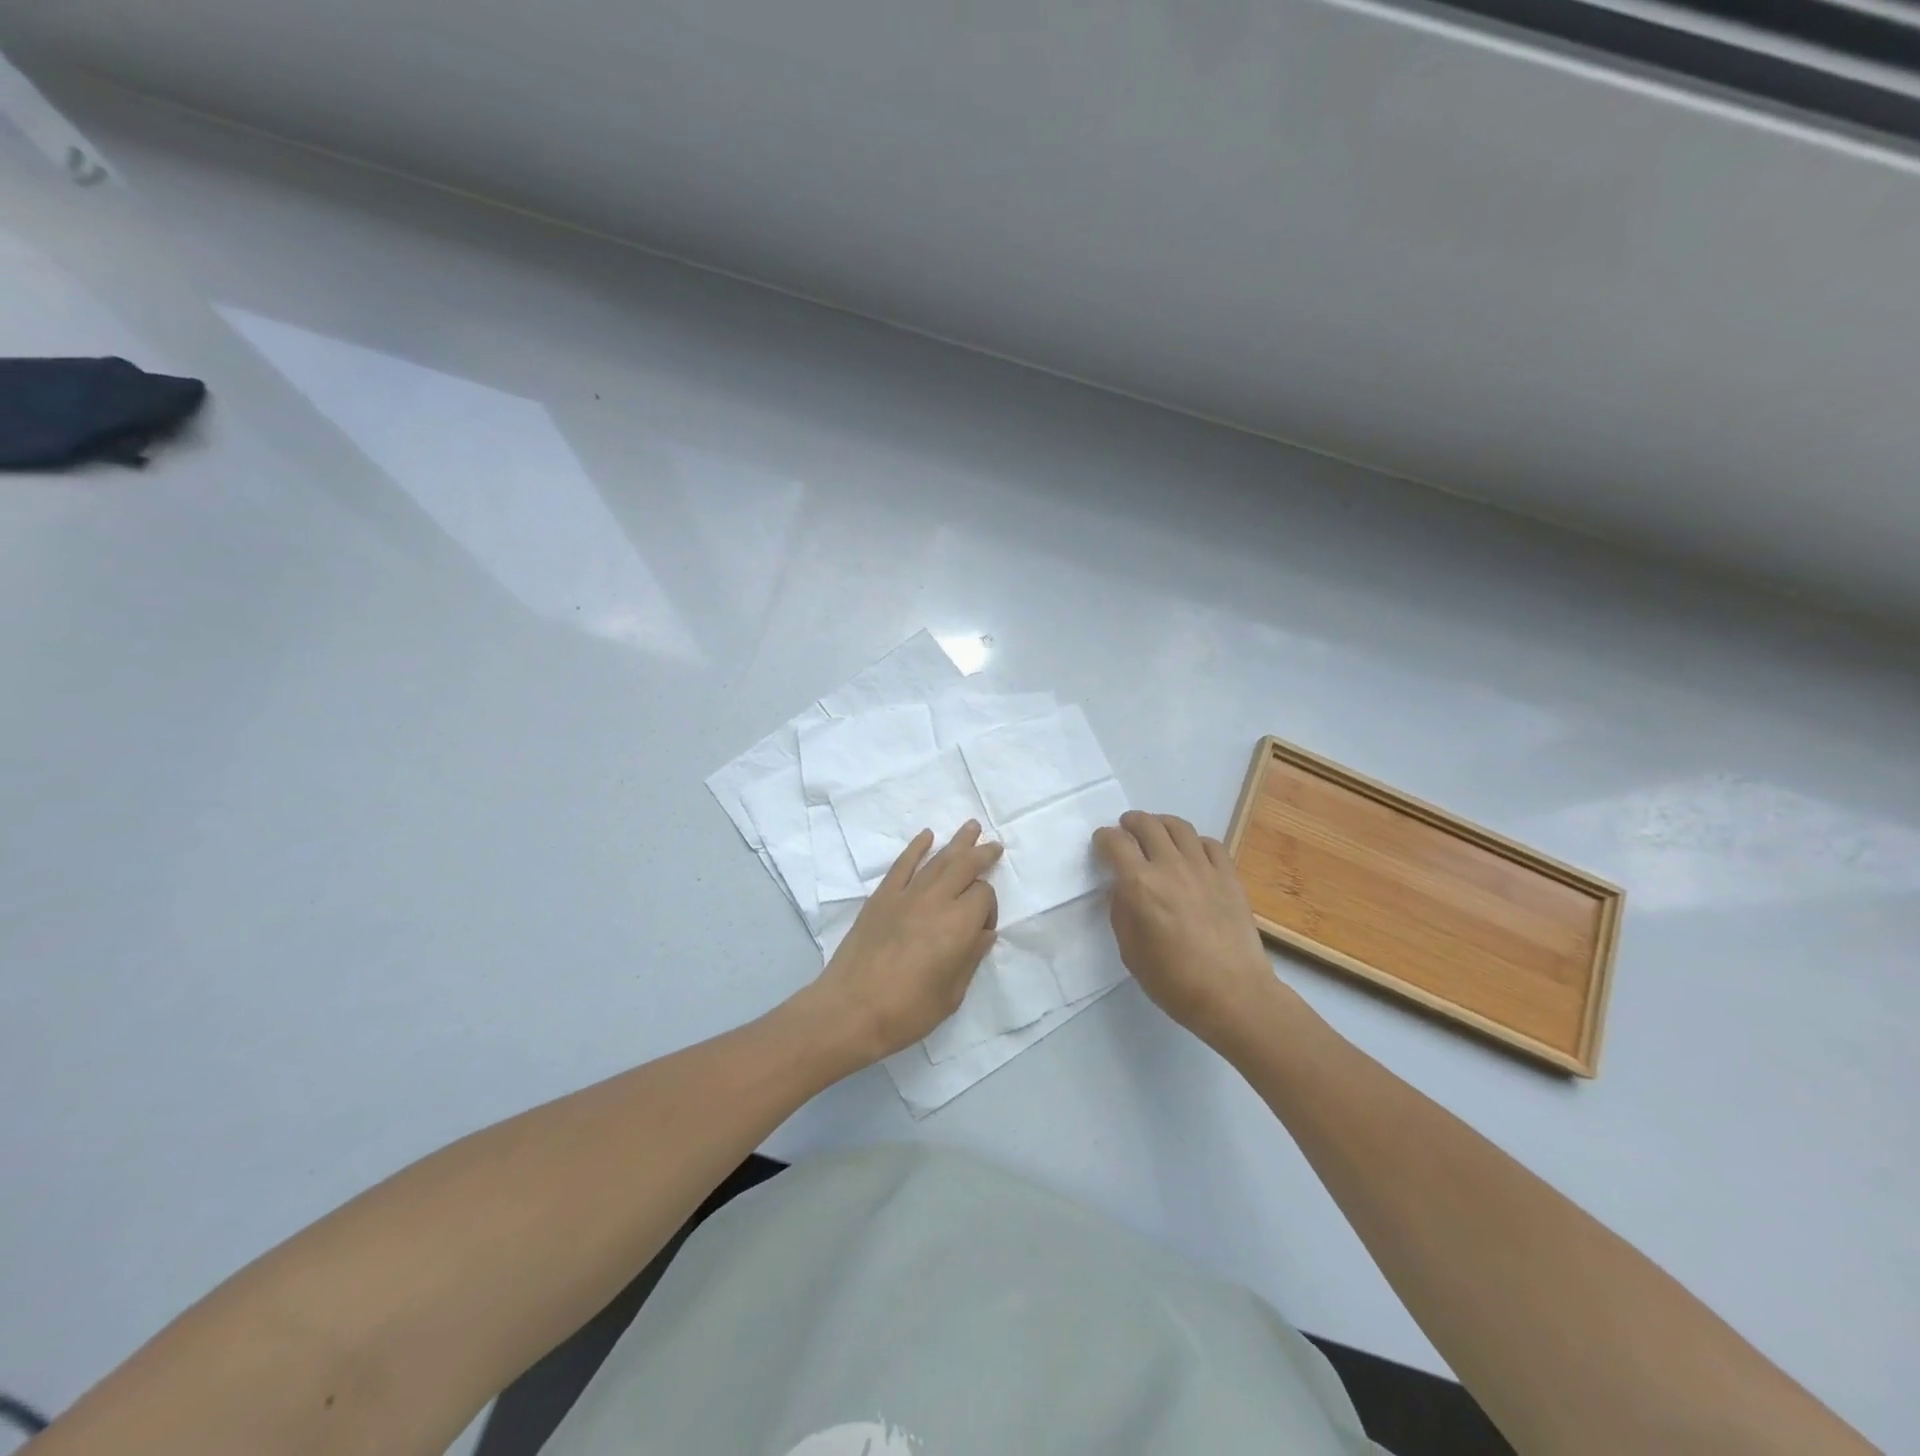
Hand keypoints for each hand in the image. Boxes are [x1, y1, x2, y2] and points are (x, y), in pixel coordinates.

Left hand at [805, 822, 1001, 1064]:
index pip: (984, 896)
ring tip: (972, 826)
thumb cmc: (907, 1011)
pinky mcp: (881, 897)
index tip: (982, 931)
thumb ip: (971, 958)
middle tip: (995, 846)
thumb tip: (984, 933)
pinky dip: (916, 847)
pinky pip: (902, 864)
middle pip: (964, 866)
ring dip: (957, 842)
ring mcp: (906, 895)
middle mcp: (936, 900)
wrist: (851, 1010)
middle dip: (982, 854)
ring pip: (937, 860)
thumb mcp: (952, 994)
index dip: (989, 909)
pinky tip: (926, 836)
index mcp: (959, 925)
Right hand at [1094, 811, 1282, 1044]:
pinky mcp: (1229, 876)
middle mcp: (1170, 867)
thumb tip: (1122, 888)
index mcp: (1140, 885)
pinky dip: (1194, 842)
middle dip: (1130, 823)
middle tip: (1126, 832)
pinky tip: (1191, 854)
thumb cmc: (1173, 981)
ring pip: (1178, 826)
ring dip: (1161, 824)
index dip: (1103, 838)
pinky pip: (1210, 843)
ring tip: (1156, 834)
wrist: (1233, 995)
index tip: (1101, 845)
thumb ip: (1121, 911)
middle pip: (1146, 824)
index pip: (1115, 842)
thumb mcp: (1130, 950)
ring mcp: (1203, 868)